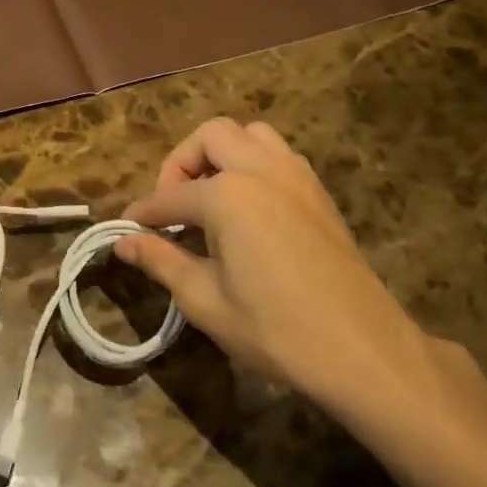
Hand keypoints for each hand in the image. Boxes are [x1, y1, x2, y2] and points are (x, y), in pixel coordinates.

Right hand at [117, 118, 459, 431]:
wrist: (363, 351)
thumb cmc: (274, 330)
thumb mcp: (204, 300)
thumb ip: (161, 260)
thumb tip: (123, 242)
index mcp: (228, 195)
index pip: (170, 197)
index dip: (143, 213)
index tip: (124, 228)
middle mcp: (261, 171)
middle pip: (210, 137)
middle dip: (181, 164)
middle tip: (173, 208)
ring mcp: (297, 177)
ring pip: (251, 135)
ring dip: (222, 154)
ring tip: (211, 197)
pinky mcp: (319, 193)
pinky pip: (279, 155)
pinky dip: (254, 164)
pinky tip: (248, 208)